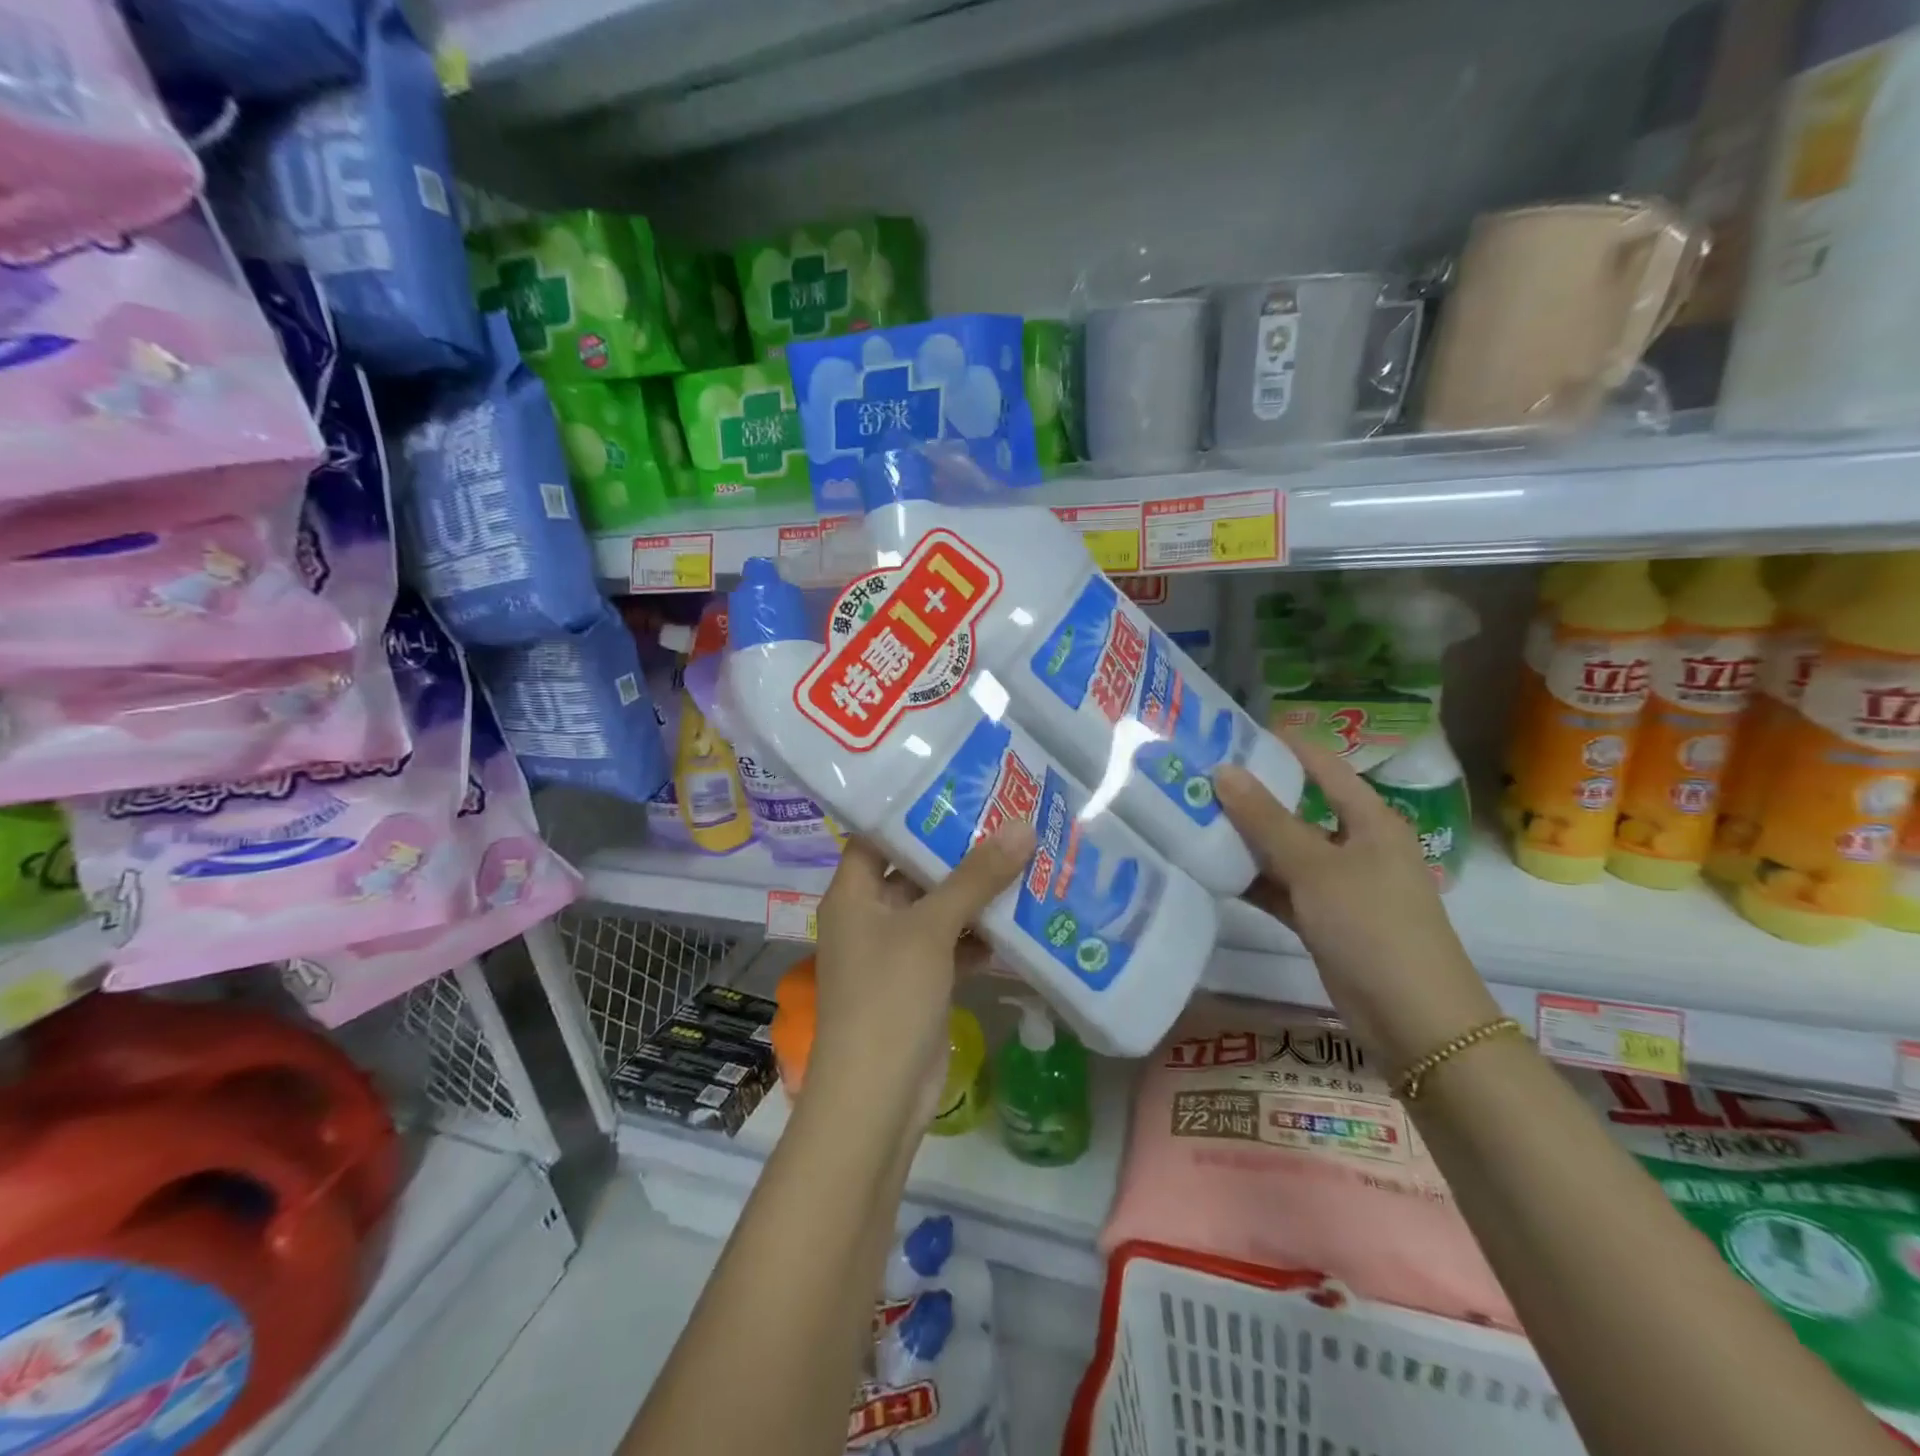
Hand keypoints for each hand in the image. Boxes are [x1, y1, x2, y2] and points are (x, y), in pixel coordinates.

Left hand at [808, 824, 1034, 1131]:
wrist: (877, 1098)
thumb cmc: (889, 997)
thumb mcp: (931, 929)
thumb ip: (976, 877)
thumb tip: (1021, 826)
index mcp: (853, 894)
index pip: (878, 835)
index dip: (914, 809)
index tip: (960, 786)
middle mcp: (869, 916)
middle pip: (914, 870)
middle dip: (958, 850)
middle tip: (1007, 817)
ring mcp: (895, 952)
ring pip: (938, 909)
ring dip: (975, 893)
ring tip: (1023, 857)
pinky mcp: (920, 983)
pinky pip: (952, 946)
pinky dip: (980, 936)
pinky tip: (1020, 918)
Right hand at [1215, 739, 1499, 1073]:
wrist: (1413, 1019)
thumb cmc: (1373, 926)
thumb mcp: (1316, 867)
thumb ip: (1267, 820)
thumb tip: (1224, 771)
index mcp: (1370, 820)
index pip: (1323, 766)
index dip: (1282, 747)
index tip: (1231, 734)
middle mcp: (1355, 845)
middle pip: (1298, 808)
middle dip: (1251, 795)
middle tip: (1198, 778)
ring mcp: (1338, 885)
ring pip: (1284, 851)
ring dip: (1245, 840)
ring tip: (1192, 818)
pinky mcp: (1322, 920)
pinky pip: (1280, 888)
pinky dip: (1251, 880)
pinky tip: (1210, 870)